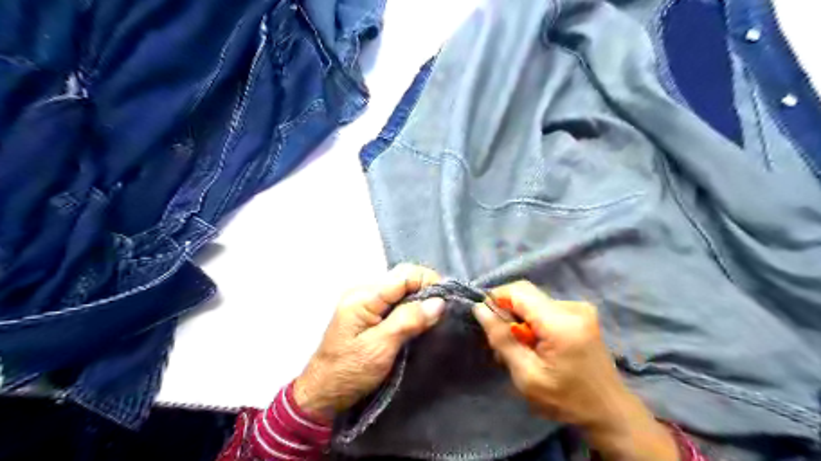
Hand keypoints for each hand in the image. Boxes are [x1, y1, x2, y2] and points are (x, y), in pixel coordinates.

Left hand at [296, 266, 445, 421]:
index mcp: (363, 297)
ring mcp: (364, 301)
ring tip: (435, 315)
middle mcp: (363, 291)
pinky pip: (393, 300)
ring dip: (419, 298)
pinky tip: (419, 319)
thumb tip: (438, 302)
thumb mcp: (380, 349)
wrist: (321, 393)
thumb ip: (408, 321)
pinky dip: (409, 306)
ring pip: (399, 288)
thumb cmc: (349, 372)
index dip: (429, 280)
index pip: (403, 275)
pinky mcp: (366, 312)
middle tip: (444, 309)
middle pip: (402, 277)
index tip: (448, 299)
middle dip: (426, 288)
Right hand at [471, 281, 677, 459]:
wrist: (609, 411)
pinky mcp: (581, 313)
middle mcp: (572, 306)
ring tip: (520, 348)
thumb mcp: (527, 376)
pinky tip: (536, 344)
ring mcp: (580, 308)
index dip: (496, 299)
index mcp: (561, 322)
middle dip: (507, 311)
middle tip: (502, 341)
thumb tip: (480, 308)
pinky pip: (545, 307)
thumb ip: (502, 339)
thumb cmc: (566, 399)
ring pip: (533, 301)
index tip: (487, 321)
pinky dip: (533, 321)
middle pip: (525, 294)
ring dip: (519, 319)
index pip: (518, 291)